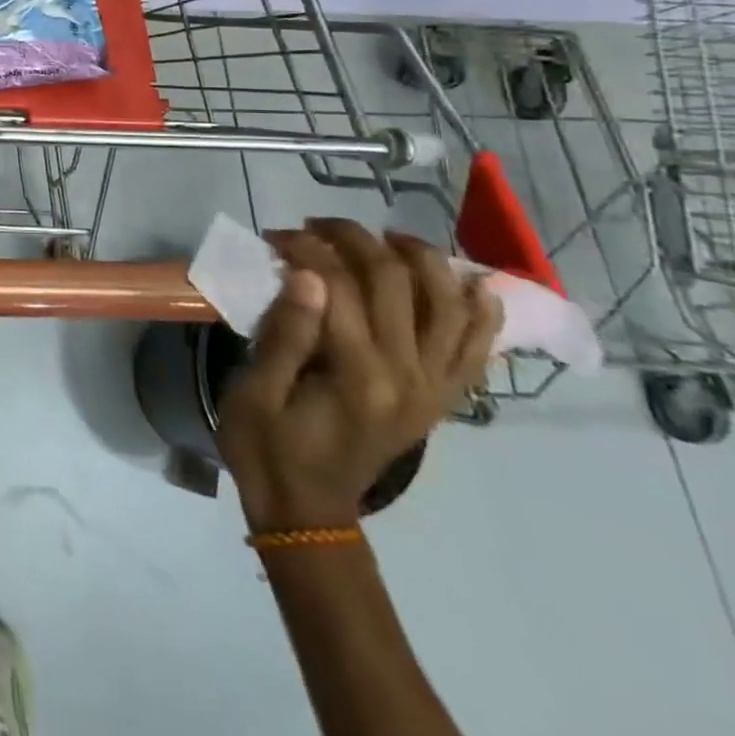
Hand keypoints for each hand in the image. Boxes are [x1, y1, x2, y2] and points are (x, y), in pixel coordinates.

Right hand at [217, 219, 502, 533]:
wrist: (305, 509)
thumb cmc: (266, 447)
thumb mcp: (254, 392)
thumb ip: (285, 334)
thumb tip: (307, 274)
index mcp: (358, 375)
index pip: (341, 286)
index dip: (306, 248)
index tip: (274, 235)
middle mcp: (409, 376)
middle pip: (397, 281)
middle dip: (354, 239)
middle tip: (313, 226)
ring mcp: (433, 388)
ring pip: (449, 305)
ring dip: (421, 260)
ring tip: (383, 238)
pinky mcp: (440, 398)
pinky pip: (476, 348)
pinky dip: (479, 312)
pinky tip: (468, 284)